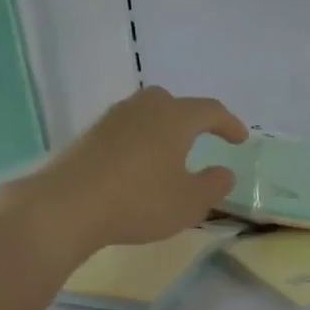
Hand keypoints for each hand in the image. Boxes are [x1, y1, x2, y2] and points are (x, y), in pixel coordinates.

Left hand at [26, 87, 247, 258]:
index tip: (241, 139)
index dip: (229, 124)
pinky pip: (127, 131)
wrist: (69, 205)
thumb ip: (213, 185)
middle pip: (174, 104)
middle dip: (192, 119)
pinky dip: (141, 143)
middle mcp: (144, 108)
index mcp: (175, 118)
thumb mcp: (190, 202)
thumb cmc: (140, 201)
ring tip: (171, 155)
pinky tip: (141, 167)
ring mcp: (113, 119)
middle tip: (203, 138)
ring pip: (147, 115)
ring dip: (163, 131)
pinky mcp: (90, 136)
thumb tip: (224, 172)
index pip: (210, 110)